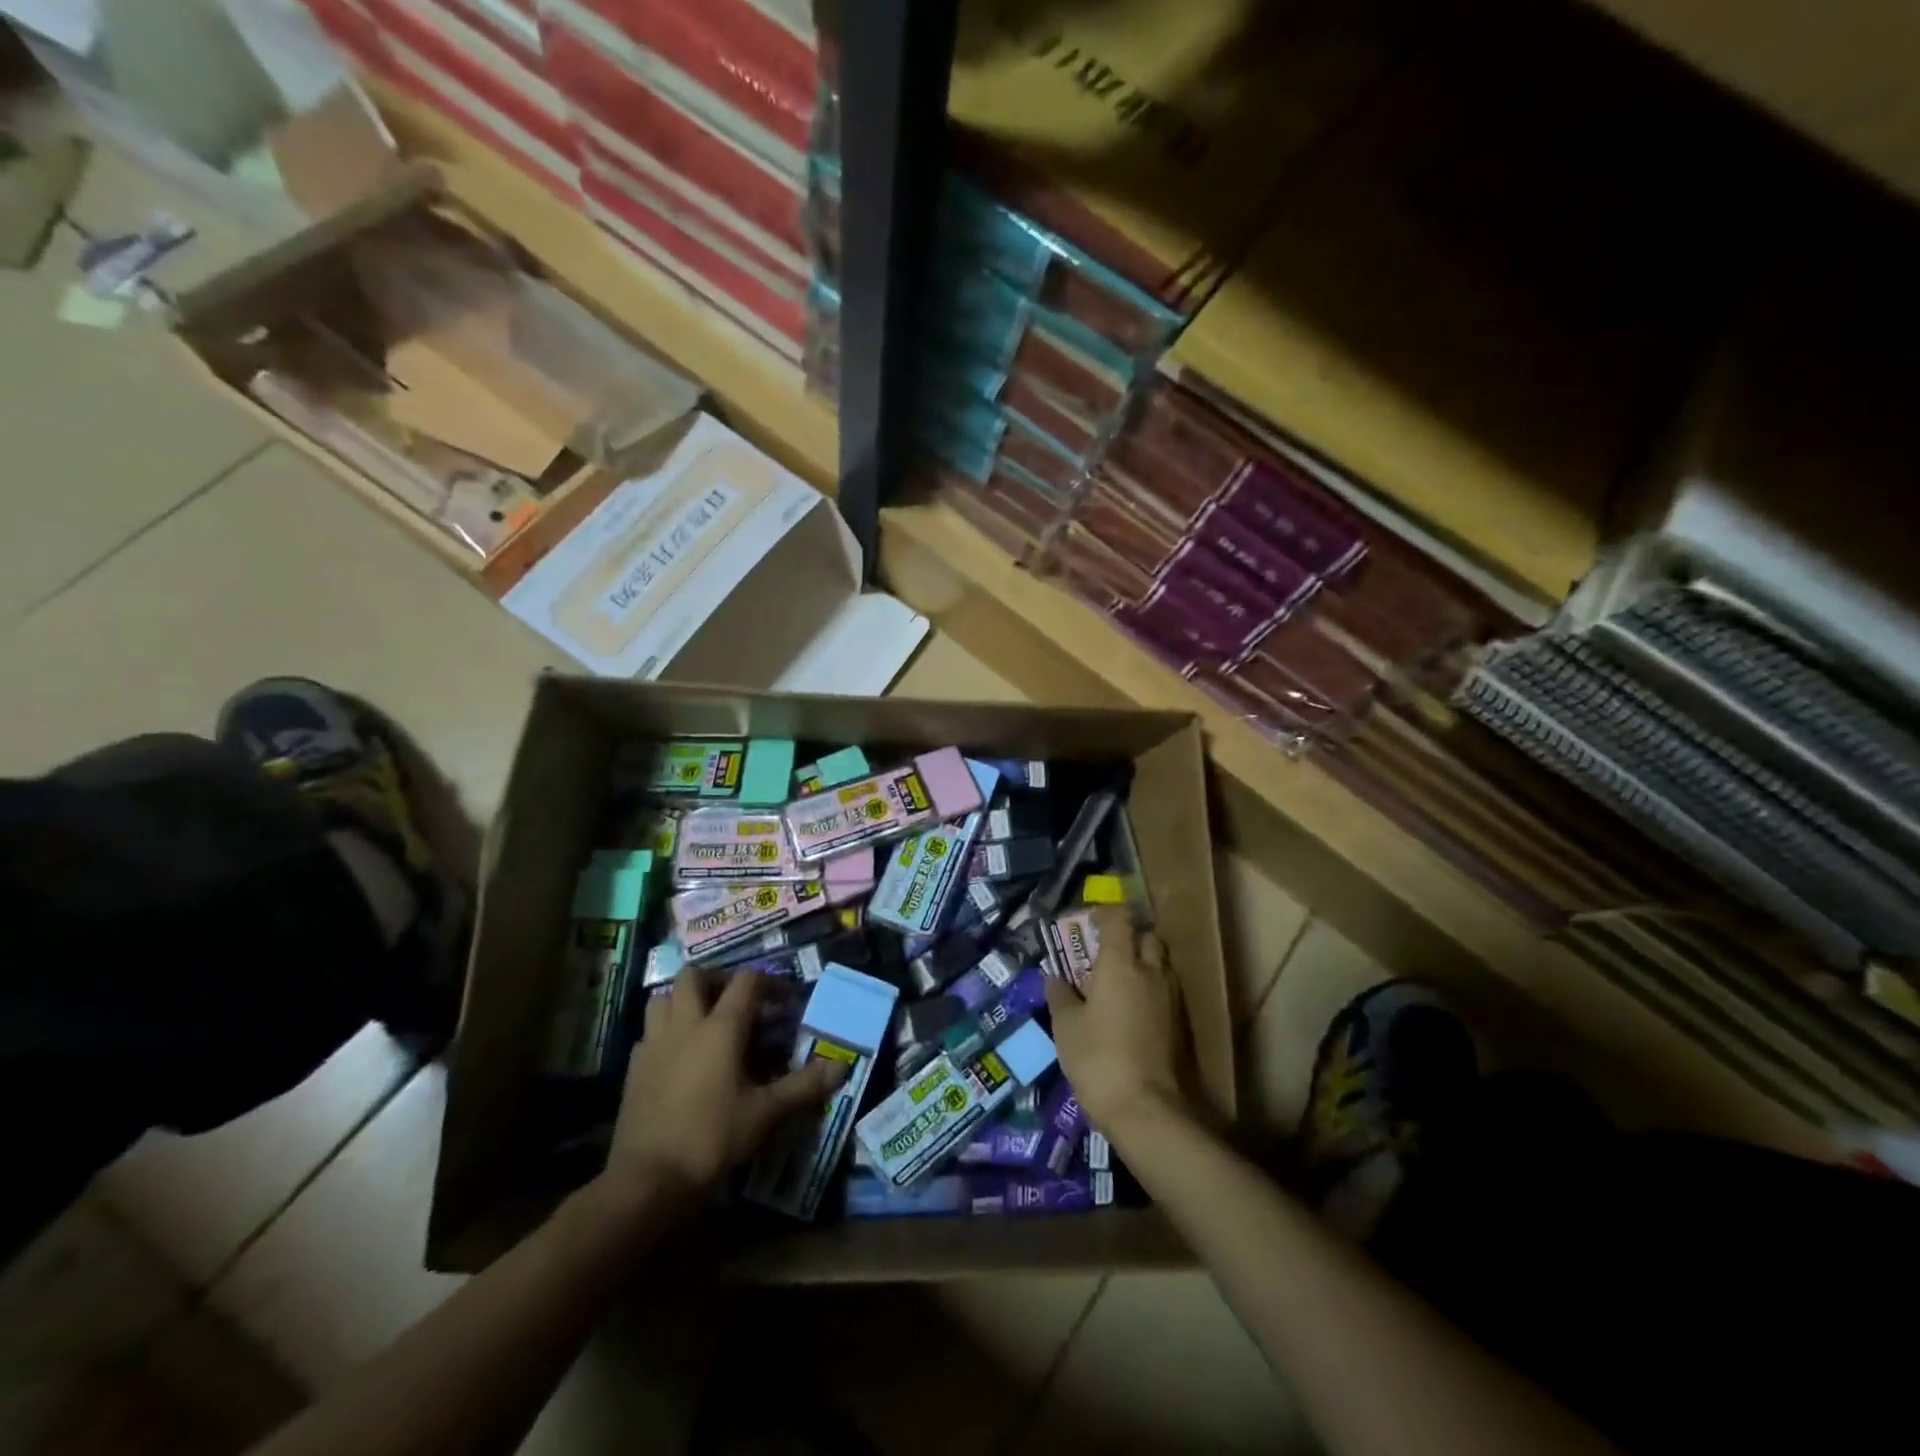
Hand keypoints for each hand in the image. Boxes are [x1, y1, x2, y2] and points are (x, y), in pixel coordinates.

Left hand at [610, 969, 845, 1195]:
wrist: (648, 1180)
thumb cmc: (712, 1138)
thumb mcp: (765, 1113)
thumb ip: (803, 1086)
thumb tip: (841, 1066)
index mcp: (721, 1028)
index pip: (746, 981)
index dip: (769, 983)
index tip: (785, 1001)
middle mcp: (685, 1024)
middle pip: (693, 976)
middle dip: (716, 979)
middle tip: (736, 1001)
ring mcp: (654, 1044)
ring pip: (662, 999)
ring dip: (683, 1000)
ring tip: (704, 1022)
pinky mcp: (634, 1068)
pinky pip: (649, 1033)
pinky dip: (665, 1032)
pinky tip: (678, 1057)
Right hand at [1043, 906, 1187, 1136]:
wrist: (1146, 1108)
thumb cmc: (1097, 1058)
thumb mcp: (1065, 1026)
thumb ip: (1060, 995)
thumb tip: (1054, 978)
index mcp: (1120, 964)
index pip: (1119, 919)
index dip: (1104, 914)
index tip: (1088, 921)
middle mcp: (1150, 972)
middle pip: (1147, 936)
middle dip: (1129, 937)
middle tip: (1106, 952)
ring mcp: (1170, 997)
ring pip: (1160, 963)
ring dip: (1143, 963)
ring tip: (1118, 982)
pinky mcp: (1180, 1023)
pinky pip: (1166, 990)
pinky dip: (1151, 989)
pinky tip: (1132, 1010)